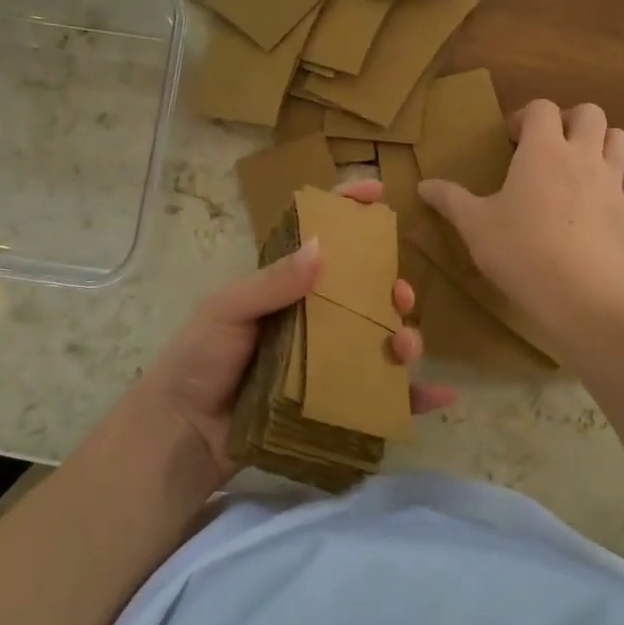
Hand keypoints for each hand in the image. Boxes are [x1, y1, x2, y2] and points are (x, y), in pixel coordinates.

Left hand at [130, 182, 453, 486]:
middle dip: (390, 286)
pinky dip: (413, 396)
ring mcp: (324, 361)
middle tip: (399, 294)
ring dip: (404, 337)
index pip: (320, 240)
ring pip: (378, 340)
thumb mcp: (226, 311)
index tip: (378, 192)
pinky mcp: (332, 401)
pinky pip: (381, 397)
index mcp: (285, 288)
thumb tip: (322, 247)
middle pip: (363, 293)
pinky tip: (440, 394)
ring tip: (406, 346)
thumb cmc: (199, 360)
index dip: (348, 211)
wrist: (183, 432)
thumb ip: (271, 283)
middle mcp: (311, 319)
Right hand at [418, 100, 623, 327]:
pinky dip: (622, 183)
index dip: (525, 117)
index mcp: (542, 150)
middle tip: (549, 146)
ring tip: (579, 165)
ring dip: (601, 143)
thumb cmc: (519, 250)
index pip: (541, 108)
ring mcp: (612, 182)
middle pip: (590, 113)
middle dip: (570, 121)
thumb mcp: (474, 225)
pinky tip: (605, 198)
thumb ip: (450, 200)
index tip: (510, 141)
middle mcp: (582, 155)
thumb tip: (423, 185)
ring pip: (620, 139)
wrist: (578, 293)